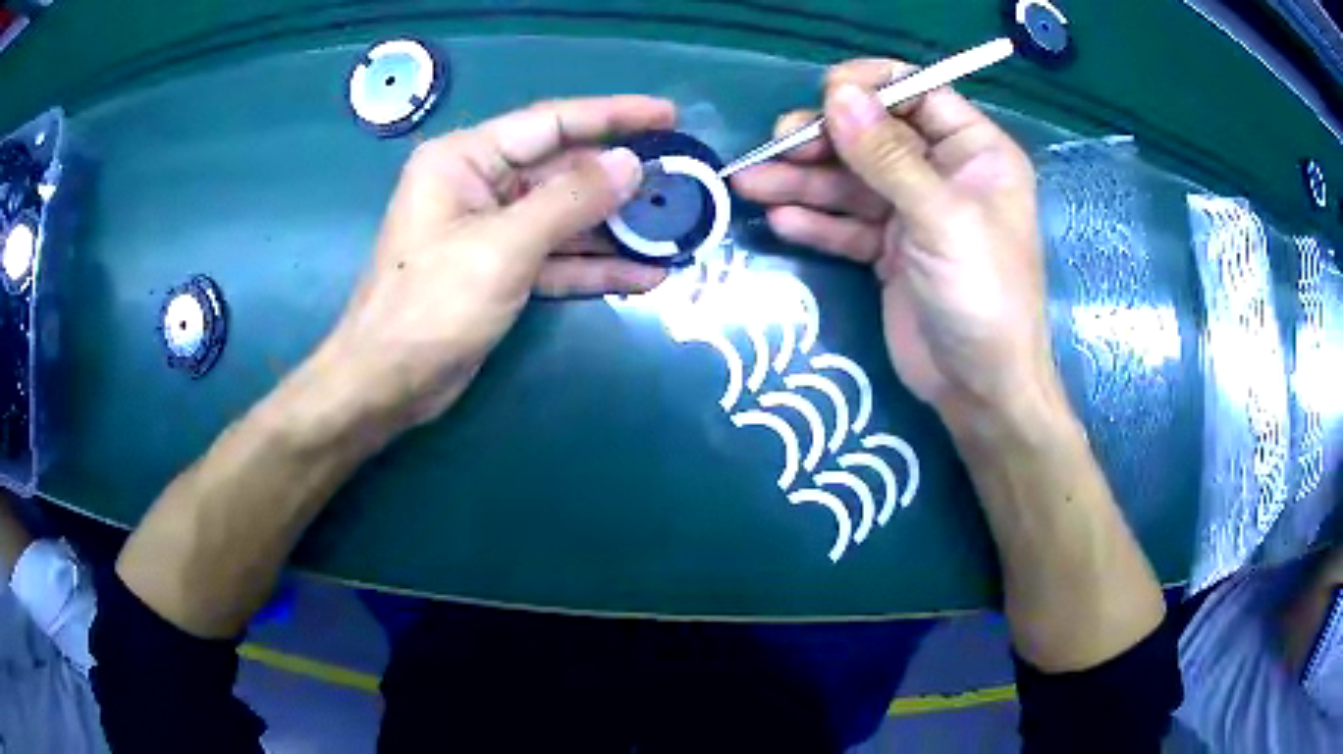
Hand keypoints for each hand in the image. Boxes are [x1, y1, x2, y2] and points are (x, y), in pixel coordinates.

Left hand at [322, 96, 675, 428]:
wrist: (387, 383)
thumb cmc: (431, 306)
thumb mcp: (503, 247)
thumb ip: (571, 201)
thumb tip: (630, 164)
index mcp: (466, 159)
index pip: (551, 122)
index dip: (613, 116)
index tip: (668, 115)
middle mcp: (480, 185)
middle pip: (563, 170)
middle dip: (621, 180)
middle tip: (683, 181)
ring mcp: (492, 229)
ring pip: (566, 217)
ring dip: (616, 228)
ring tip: (676, 230)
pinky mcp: (502, 270)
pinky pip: (558, 258)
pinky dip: (596, 267)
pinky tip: (646, 275)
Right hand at [732, 61, 1059, 428]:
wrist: (979, 390)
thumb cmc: (983, 295)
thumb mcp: (941, 218)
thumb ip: (888, 155)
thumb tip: (838, 93)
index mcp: (974, 151)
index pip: (917, 93)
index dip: (870, 88)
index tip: (824, 95)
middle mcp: (942, 172)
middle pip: (873, 134)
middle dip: (823, 139)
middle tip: (775, 148)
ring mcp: (912, 212)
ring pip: (850, 179)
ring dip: (801, 180)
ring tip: (750, 183)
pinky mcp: (888, 250)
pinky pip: (845, 223)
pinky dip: (815, 221)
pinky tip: (780, 221)